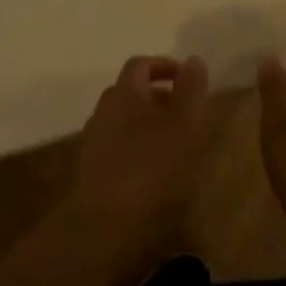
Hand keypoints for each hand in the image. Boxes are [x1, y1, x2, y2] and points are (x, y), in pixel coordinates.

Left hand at [66, 54, 211, 280]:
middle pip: (130, 92)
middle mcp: (103, 111)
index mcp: (123, 93)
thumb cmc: (154, 167)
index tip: (187, 77)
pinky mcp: (92, 172)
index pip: (140, 65)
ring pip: (124, 121)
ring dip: (148, 123)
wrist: (108, 226)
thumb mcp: (185, 123)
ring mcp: (94, 143)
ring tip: (175, 142)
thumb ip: (191, 89)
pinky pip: (118, 147)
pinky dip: (138, 147)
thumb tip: (193, 60)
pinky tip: (156, 169)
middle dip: (158, 95)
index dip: (164, 65)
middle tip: (185, 111)